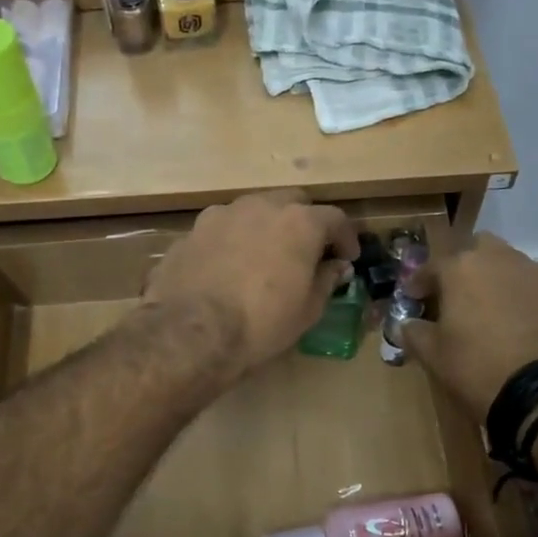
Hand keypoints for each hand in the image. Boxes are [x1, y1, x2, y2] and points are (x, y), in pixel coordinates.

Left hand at [143, 191, 358, 378]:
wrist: (190, 332)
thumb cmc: (260, 323)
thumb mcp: (306, 310)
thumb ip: (325, 281)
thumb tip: (336, 267)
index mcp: (299, 222)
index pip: (335, 218)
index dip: (345, 238)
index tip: (347, 258)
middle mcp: (261, 206)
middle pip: (292, 203)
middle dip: (304, 223)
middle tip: (306, 252)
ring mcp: (221, 215)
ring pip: (253, 211)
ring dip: (265, 228)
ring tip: (264, 258)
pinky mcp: (191, 232)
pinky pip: (222, 230)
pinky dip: (233, 242)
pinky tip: (228, 269)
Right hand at [400, 235, 537, 422]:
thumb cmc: (477, 369)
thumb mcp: (433, 356)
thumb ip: (415, 333)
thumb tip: (406, 325)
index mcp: (465, 269)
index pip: (433, 266)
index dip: (420, 283)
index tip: (414, 298)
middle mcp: (506, 260)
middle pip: (481, 249)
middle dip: (468, 268)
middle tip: (461, 297)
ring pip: (518, 268)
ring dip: (505, 283)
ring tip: (501, 314)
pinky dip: (536, 306)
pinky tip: (534, 332)